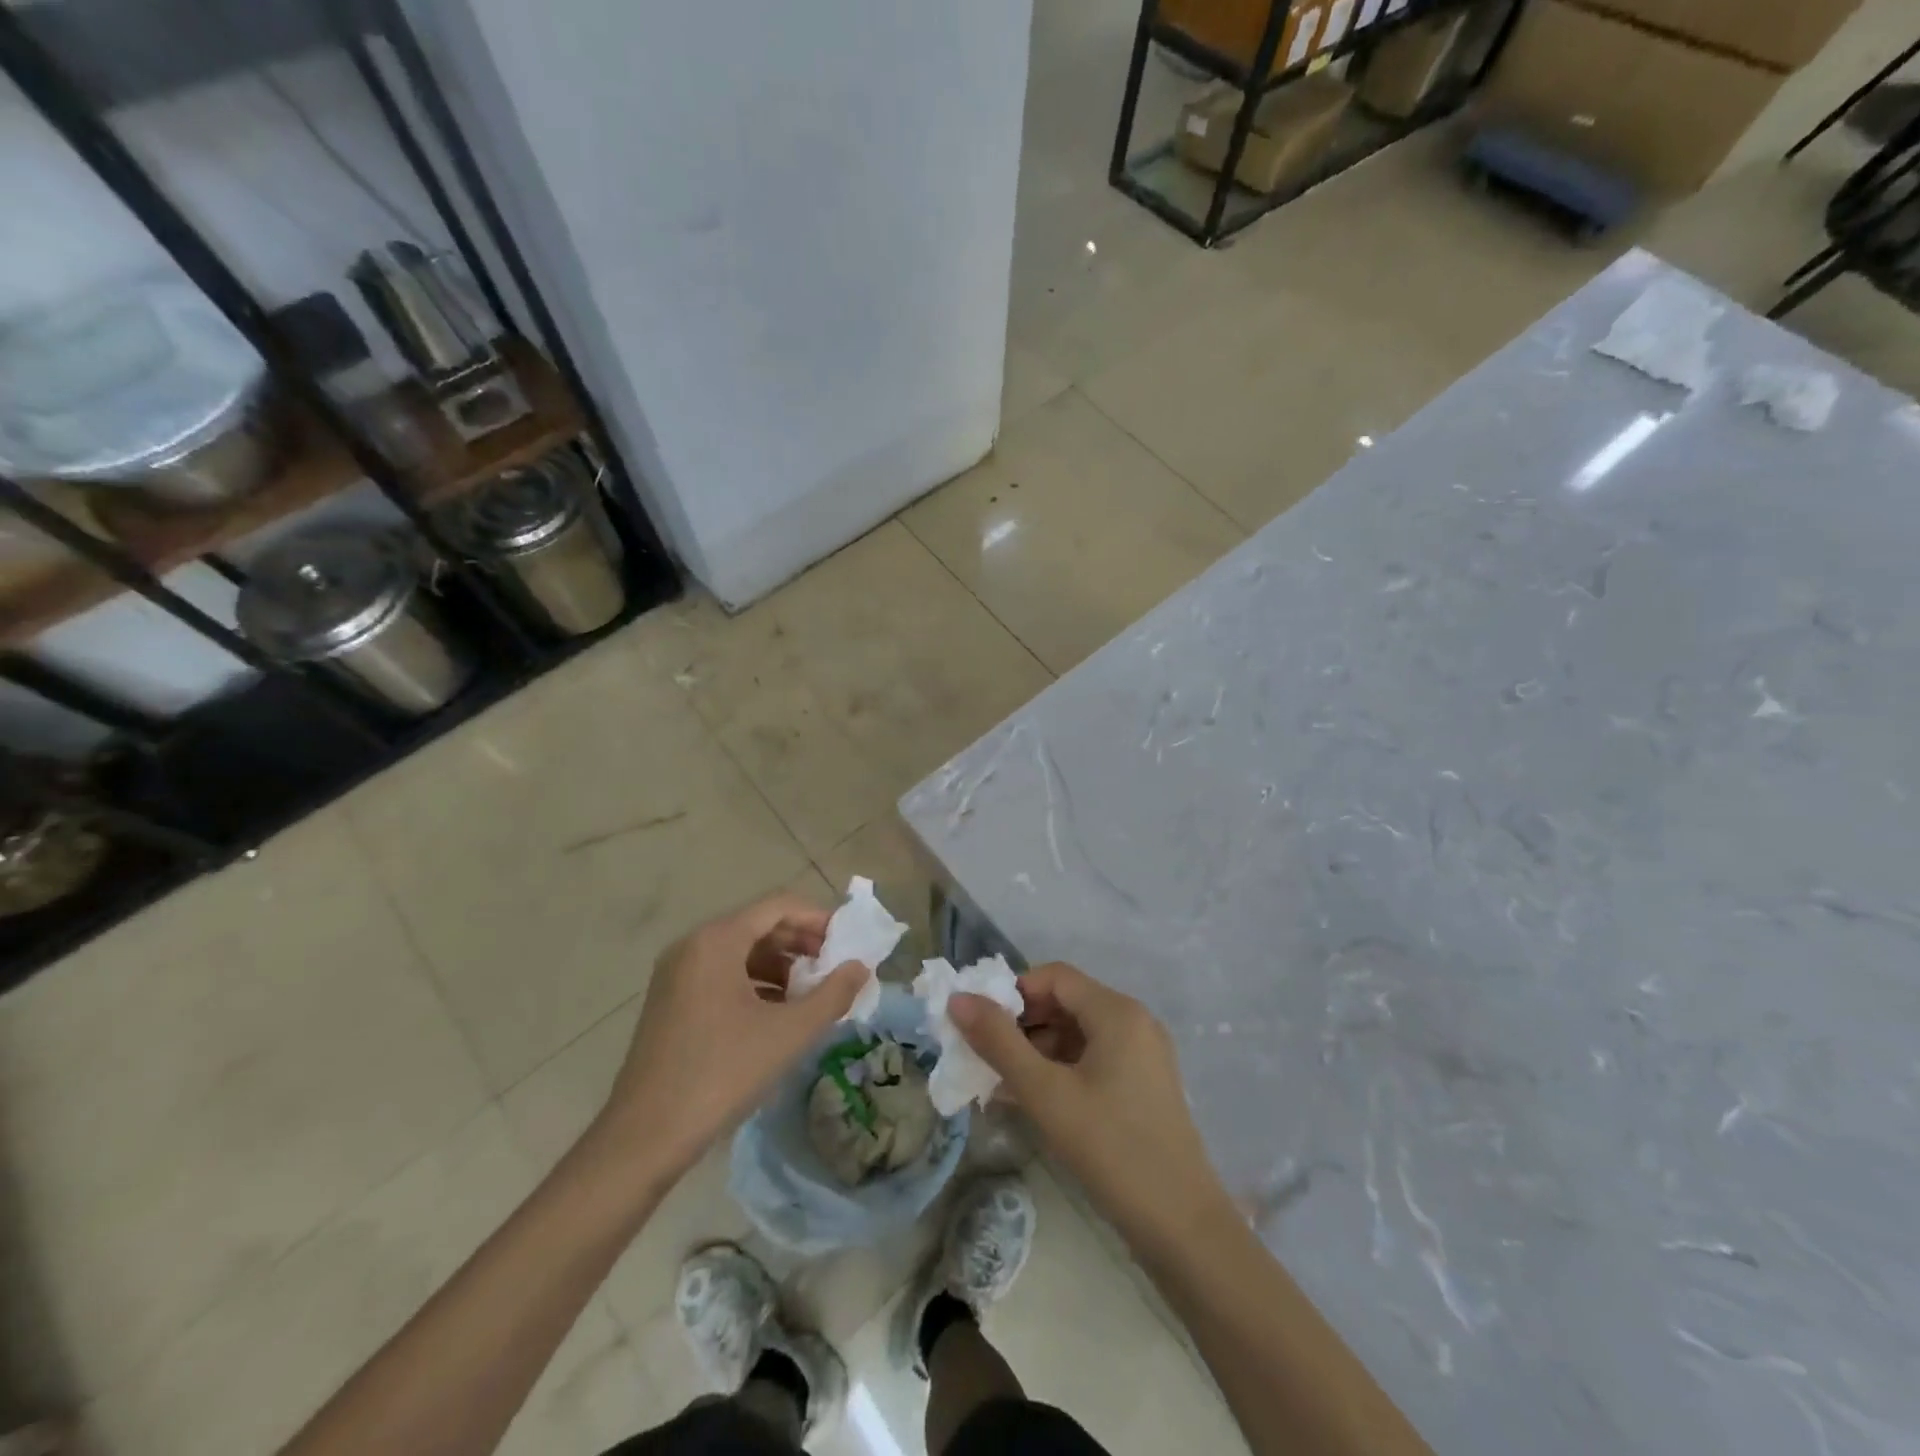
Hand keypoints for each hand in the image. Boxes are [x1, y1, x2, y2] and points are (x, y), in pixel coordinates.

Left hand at [590, 892, 867, 1191]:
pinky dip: (755, 983)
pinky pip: (722, 974)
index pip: (778, 906)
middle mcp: (693, 945)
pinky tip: (777, 1013)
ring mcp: (677, 973)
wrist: (645, 1136)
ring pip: (740, 951)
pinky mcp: (670, 1000)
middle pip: (759, 925)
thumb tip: (860, 967)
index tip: (848, 943)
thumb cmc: (722, 1073)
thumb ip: (833, 994)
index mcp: (717, 940)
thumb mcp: (789, 1033)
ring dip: (781, 965)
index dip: (818, 919)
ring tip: (811, 994)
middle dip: (801, 942)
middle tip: (834, 968)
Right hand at [950, 963, 1233, 1251]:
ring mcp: (1143, 1055)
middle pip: (1066, 1002)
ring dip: (1037, 1050)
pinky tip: (1033, 1100)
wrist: (1183, 1228)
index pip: (1053, 976)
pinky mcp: (1144, 1085)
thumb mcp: (1046, 1093)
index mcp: (1117, 1011)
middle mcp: (1134, 1021)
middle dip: (1022, 1023)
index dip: (1013, 993)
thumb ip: (998, 1042)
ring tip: (1001, 1083)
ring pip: (1078, 1033)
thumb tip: (958, 999)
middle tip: (985, 1056)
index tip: (980, 1025)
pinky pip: (1093, 1060)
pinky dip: (1060, 1070)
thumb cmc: (1111, 1149)